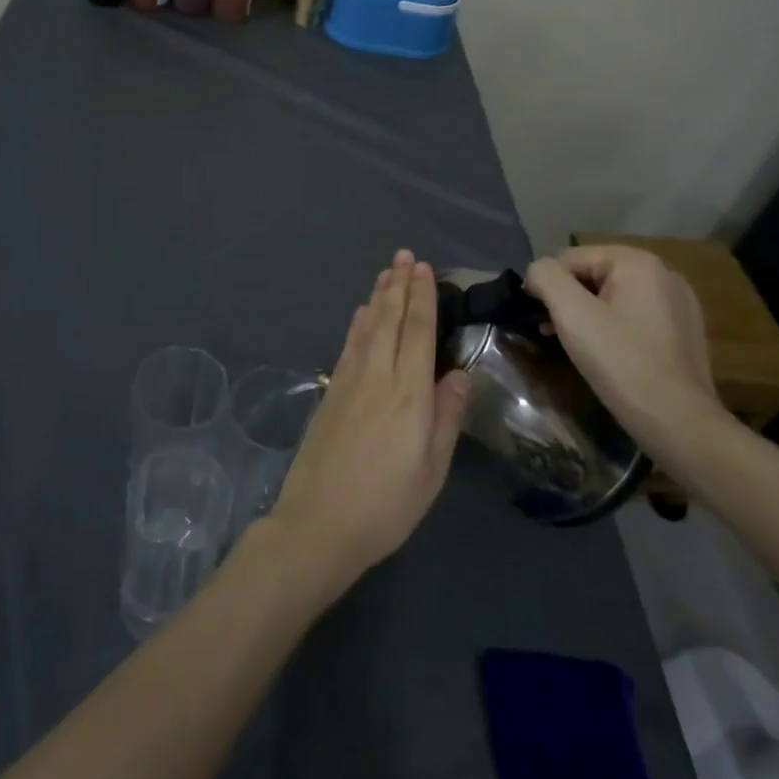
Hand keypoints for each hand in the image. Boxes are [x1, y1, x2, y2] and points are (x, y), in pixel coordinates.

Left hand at [269, 251, 470, 596]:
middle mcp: (378, 376)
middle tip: (405, 256)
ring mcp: (350, 381)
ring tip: (387, 272)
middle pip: (390, 320)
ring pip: (367, 327)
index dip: (422, 297)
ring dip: (378, 297)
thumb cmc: (387, 505)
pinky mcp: (331, 392)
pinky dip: (358, 323)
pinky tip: (360, 314)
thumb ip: (447, 416)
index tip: (424, 269)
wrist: (319, 523)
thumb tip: (459, 372)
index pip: (418, 332)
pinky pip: (349, 345)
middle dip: (399, 286)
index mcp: (410, 394)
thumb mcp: (432, 469)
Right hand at [524, 245, 722, 450]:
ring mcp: (678, 302)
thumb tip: (537, 272)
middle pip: (594, 274)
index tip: (537, 317)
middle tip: (552, 332)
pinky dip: (612, 326)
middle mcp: (663, 273)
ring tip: (572, 343)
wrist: (678, 422)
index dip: (547, 284)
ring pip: (614, 296)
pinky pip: (635, 314)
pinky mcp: (683, 329)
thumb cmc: (621, 363)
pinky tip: (606, 353)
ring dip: (586, 313)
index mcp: (638, 262)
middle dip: (567, 299)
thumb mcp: (572, 314)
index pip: (571, 258)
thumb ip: (546, 278)